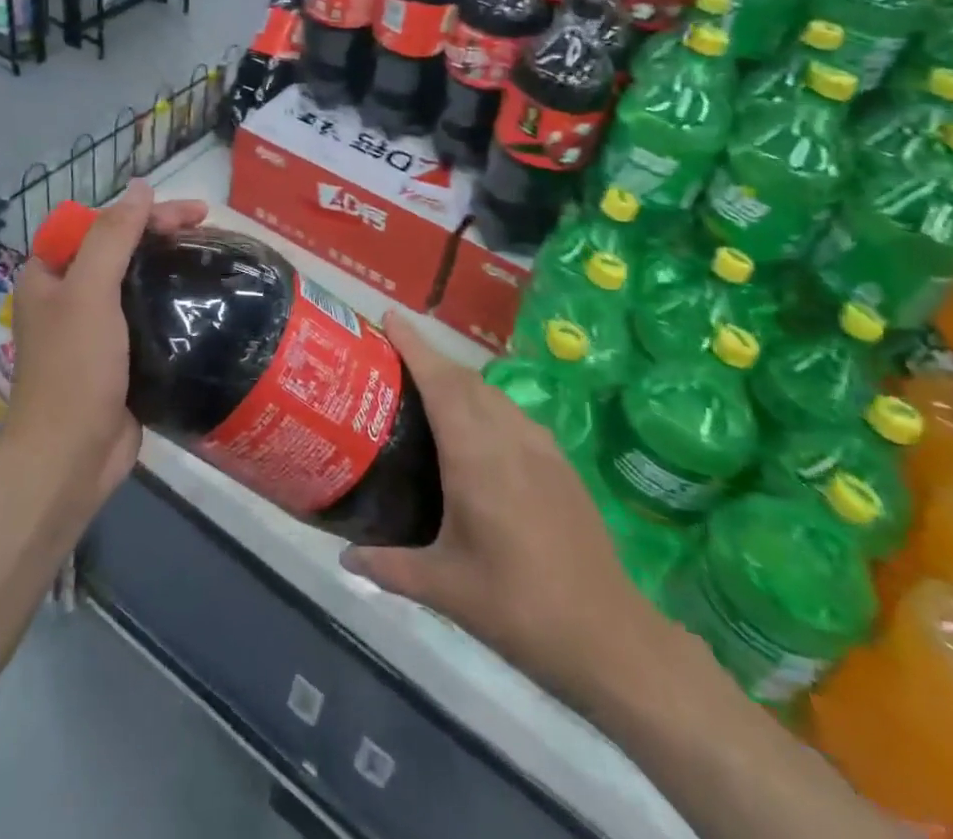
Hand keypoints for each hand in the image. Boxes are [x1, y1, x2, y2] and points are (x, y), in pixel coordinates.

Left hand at [6, 181, 206, 498]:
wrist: (69, 458)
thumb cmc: (74, 367)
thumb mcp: (89, 291)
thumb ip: (112, 236)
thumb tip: (140, 187)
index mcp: (50, 274)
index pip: (99, 223)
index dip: (143, 211)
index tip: (190, 214)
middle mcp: (69, 296)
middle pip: (120, 248)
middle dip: (161, 234)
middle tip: (209, 226)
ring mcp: (95, 329)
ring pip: (137, 282)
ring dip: (169, 267)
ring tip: (211, 260)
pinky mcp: (120, 358)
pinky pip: (149, 316)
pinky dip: (173, 303)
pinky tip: (203, 301)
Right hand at [341, 311, 681, 713]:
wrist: (607, 635)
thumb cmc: (516, 607)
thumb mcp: (444, 588)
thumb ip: (389, 566)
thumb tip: (344, 557)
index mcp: (475, 456)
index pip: (441, 383)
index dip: (414, 345)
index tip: (390, 317)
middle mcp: (508, 438)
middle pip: (465, 379)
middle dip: (430, 357)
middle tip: (395, 354)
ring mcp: (540, 447)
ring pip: (492, 393)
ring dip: (459, 379)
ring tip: (429, 387)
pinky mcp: (560, 462)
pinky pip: (513, 413)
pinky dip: (485, 402)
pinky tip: (476, 430)